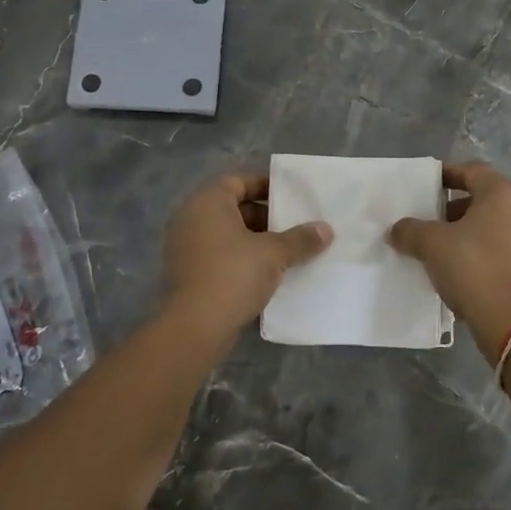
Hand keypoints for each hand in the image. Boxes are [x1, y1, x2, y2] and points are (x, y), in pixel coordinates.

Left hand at [161, 173, 332, 344]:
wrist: (195, 327)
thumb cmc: (233, 275)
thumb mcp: (273, 254)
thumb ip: (300, 239)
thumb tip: (325, 229)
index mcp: (207, 203)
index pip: (238, 182)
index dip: (265, 187)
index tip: (291, 198)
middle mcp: (190, 218)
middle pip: (233, 208)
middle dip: (265, 217)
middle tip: (294, 227)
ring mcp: (185, 247)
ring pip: (226, 235)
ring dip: (254, 241)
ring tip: (286, 252)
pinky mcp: (187, 273)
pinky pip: (218, 256)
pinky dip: (240, 259)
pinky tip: (266, 274)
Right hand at [388, 162, 510, 363]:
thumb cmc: (473, 268)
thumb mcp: (432, 245)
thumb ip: (410, 230)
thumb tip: (396, 230)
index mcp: (502, 194)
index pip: (472, 170)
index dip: (447, 174)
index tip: (426, 185)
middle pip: (484, 198)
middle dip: (454, 208)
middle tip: (430, 220)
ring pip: (493, 225)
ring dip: (467, 232)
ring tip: (441, 248)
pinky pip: (502, 248)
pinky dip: (481, 251)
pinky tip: (461, 269)